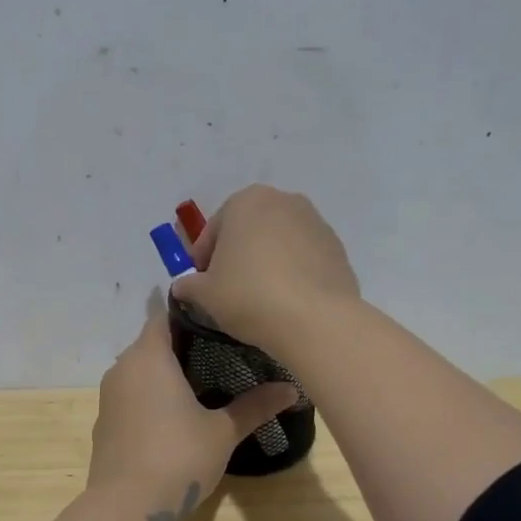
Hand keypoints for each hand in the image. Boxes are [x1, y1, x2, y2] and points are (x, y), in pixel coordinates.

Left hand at [89, 306, 297, 520]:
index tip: (219, 320)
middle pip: (152, 343)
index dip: (191, 314)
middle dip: (182, 346)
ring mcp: (109, 397)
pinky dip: (150, 397)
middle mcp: (123, 368)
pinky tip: (174, 416)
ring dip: (165, 374)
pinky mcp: (105, 423)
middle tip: (221, 352)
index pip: (165, 315)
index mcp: (149, 356)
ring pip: (139, 371)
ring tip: (203, 382)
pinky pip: (130, 396)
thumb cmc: (178, 456)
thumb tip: (292, 390)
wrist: (127, 508)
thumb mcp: (223, 431)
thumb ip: (255, 406)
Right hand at [170, 186, 360, 351]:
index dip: (203, 259)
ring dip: (267, 262)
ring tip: (260, 297)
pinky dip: (293, 273)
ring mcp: (316, 223)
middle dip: (237, 255)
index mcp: (246, 201)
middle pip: (249, 230)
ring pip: (280, 242)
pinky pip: (304, 258)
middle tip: (228, 289)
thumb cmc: (249, 296)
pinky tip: (287, 301)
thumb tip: (182, 287)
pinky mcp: (338, 248)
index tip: (200, 284)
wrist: (315, 319)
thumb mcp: (206, 294)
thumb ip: (189, 285)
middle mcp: (284, 201)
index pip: (214, 230)